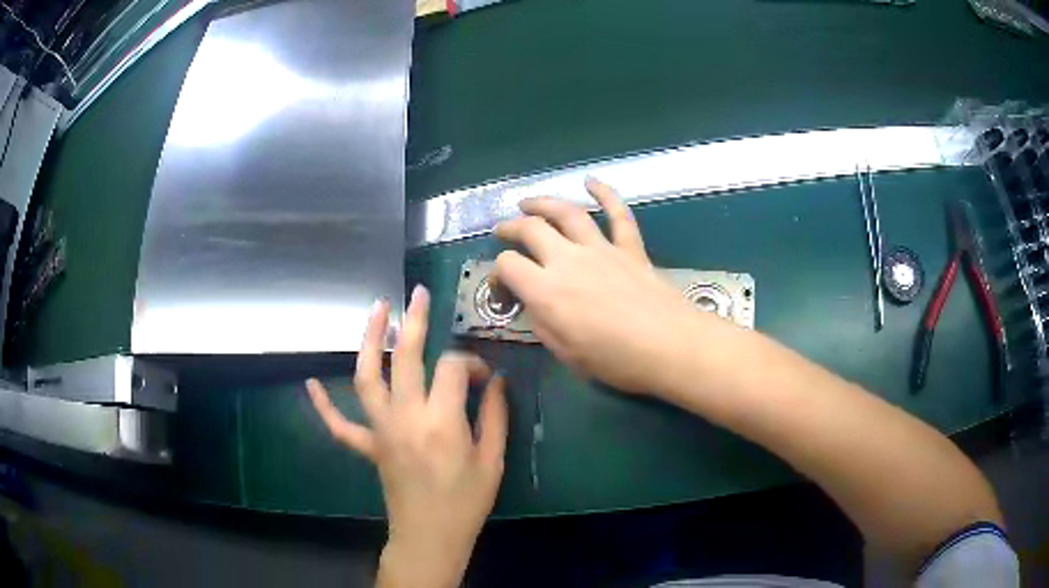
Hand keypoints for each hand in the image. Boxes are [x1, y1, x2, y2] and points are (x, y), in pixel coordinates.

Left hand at [307, 286, 506, 587]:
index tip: (483, 375)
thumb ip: (494, 416)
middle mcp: (406, 417)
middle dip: (413, 321)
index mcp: (442, 422)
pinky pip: (339, 424)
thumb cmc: (466, 502)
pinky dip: (323, 404)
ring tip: (375, 311)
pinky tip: (311, 383)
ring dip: (369, 341)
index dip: (471, 362)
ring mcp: (380, 431)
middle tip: (418, 295)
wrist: (430, 536)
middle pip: (405, 358)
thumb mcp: (492, 460)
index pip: (453, 369)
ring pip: (367, 377)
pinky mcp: (368, 446)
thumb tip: (495, 382)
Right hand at [495, 178, 722, 394]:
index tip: (503, 286)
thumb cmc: (616, 360)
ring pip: (567, 213)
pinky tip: (592, 182)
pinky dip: (606, 193)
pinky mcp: (630, 247)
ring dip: (544, 202)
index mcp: (547, 290)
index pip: (508, 265)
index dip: (498, 272)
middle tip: (502, 229)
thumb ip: (542, 323)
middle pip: (531, 229)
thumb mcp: (565, 352)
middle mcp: (568, 260)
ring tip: (529, 202)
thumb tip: (533, 303)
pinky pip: (617, 214)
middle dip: (511, 227)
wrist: (669, 346)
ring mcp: (601, 249)